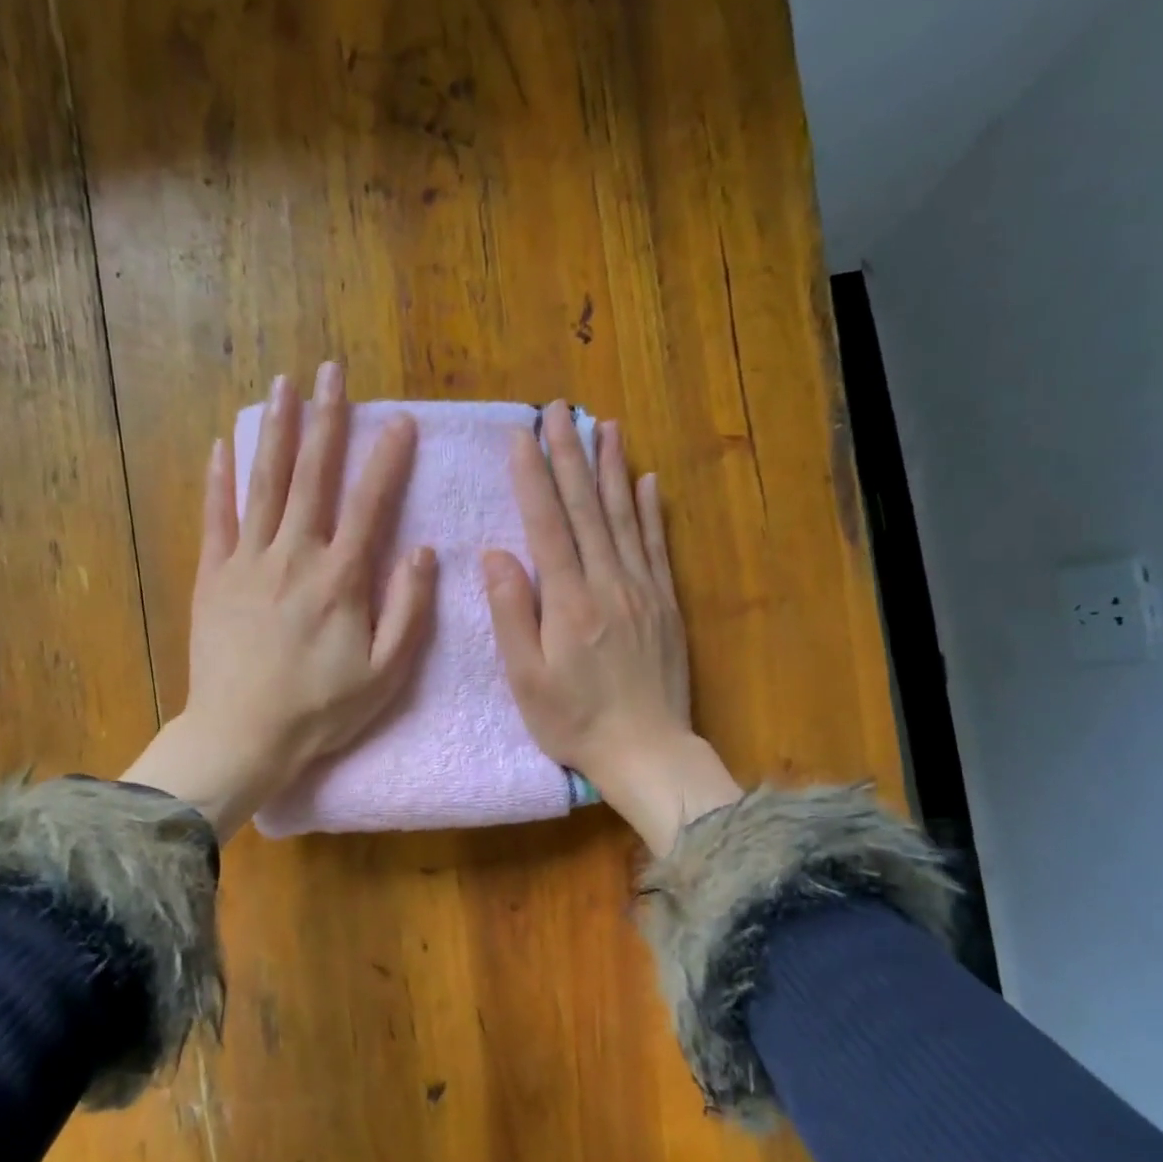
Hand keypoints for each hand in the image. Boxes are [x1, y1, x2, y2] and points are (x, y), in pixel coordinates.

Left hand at [123, 364, 436, 836]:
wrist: (243, 734)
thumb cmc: (321, 709)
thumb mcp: (386, 672)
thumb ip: (408, 609)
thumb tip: (421, 551)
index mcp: (340, 578)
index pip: (369, 503)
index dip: (387, 458)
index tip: (399, 420)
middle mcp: (294, 556)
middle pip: (311, 476)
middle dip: (325, 420)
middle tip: (332, 372)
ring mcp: (248, 562)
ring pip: (264, 484)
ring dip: (275, 431)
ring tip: (282, 385)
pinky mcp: (213, 577)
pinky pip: (215, 518)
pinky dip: (219, 480)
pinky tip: (221, 445)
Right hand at [482, 402, 738, 854]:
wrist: (647, 751)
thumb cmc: (575, 722)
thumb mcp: (526, 679)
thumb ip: (511, 614)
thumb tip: (496, 554)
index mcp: (568, 602)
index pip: (546, 525)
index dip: (532, 476)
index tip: (521, 434)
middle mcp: (609, 584)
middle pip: (586, 509)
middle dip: (569, 455)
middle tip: (559, 409)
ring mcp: (643, 591)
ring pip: (626, 517)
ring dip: (612, 469)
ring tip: (605, 426)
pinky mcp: (666, 604)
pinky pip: (658, 547)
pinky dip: (653, 511)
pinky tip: (648, 481)